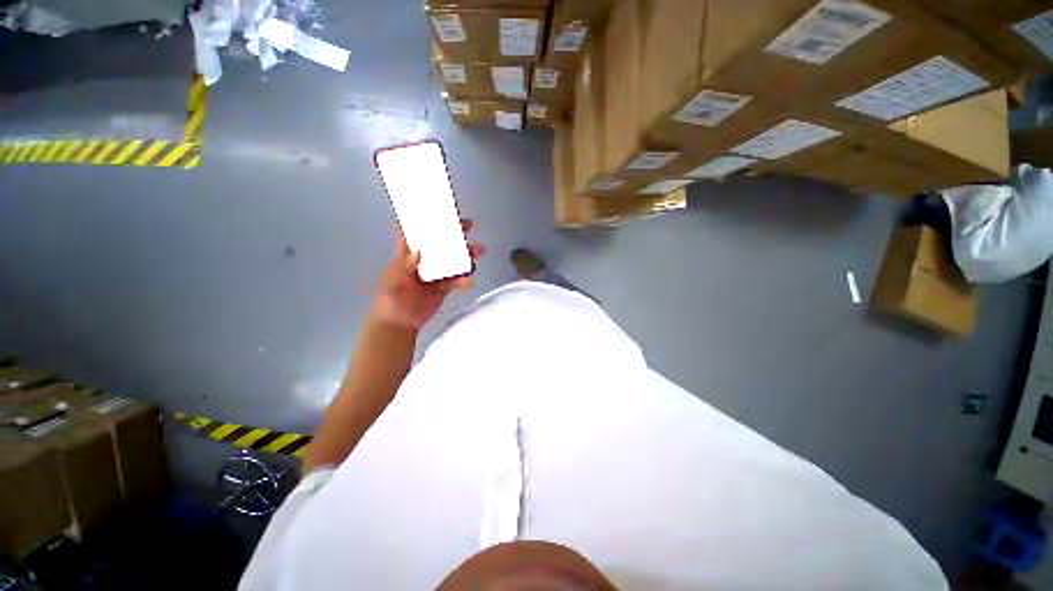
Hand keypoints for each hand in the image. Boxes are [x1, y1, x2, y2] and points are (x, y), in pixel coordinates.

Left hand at [370, 220, 484, 329]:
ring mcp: (436, 272)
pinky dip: (465, 279)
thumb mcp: (392, 281)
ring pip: (454, 259)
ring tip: (479, 249)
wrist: (401, 322)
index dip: (427, 218)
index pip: (417, 231)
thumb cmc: (391, 298)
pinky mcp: (445, 286)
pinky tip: (469, 281)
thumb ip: (403, 267)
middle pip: (441, 242)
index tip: (440, 209)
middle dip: (455, 232)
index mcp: (409, 253)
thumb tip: (419, 252)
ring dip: (467, 254)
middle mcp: (425, 260)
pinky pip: (458, 280)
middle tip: (468, 224)